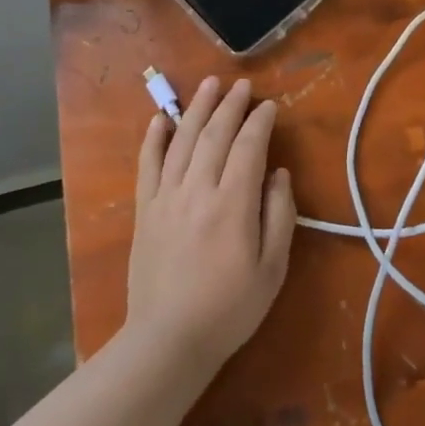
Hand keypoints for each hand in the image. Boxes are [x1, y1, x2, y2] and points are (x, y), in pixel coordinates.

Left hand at [125, 77, 295, 374]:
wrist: (168, 341)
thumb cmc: (229, 309)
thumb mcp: (272, 269)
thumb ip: (279, 215)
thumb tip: (278, 173)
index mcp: (233, 204)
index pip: (248, 147)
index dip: (260, 122)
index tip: (269, 106)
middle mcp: (198, 190)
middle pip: (215, 135)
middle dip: (231, 106)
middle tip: (242, 85)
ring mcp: (166, 198)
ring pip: (182, 141)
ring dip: (197, 109)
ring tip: (209, 84)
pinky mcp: (144, 210)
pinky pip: (148, 165)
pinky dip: (154, 138)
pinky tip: (161, 118)